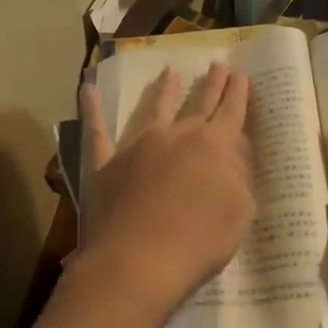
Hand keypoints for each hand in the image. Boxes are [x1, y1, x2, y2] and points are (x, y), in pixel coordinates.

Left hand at [77, 63, 255, 318]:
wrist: (139, 262)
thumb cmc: (200, 242)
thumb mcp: (240, 211)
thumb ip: (239, 178)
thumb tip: (234, 155)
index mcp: (215, 147)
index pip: (231, 112)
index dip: (238, 94)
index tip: (240, 75)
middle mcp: (177, 136)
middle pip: (198, 103)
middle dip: (210, 84)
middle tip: (217, 65)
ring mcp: (138, 146)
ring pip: (154, 109)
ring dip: (164, 89)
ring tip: (170, 71)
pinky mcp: (105, 164)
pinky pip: (97, 131)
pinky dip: (92, 109)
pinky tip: (87, 88)